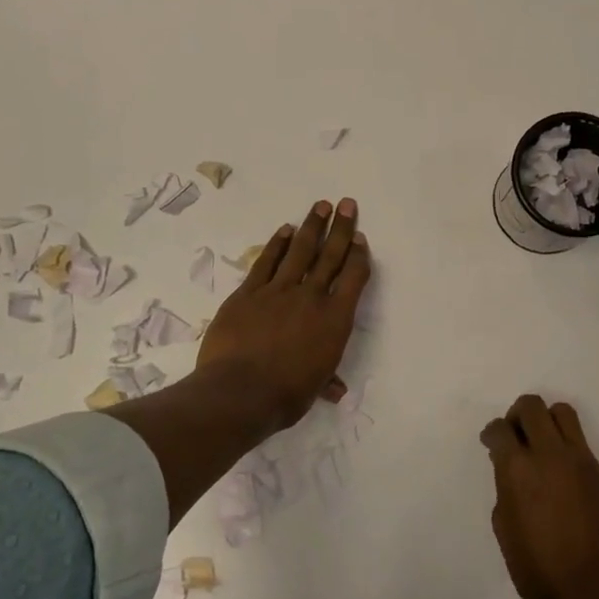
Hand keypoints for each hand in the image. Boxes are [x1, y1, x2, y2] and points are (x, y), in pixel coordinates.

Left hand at [197, 199, 370, 435]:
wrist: (239, 391)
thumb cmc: (286, 395)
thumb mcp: (314, 388)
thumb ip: (326, 380)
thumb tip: (337, 391)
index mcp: (334, 320)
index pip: (353, 278)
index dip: (357, 255)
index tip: (359, 237)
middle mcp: (310, 297)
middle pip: (329, 256)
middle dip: (340, 228)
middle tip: (346, 204)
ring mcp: (278, 290)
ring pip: (299, 251)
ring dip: (312, 226)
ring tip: (320, 206)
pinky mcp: (248, 292)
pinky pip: (266, 262)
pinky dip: (277, 244)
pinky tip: (285, 230)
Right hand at [482, 395, 598, 598]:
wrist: (588, 591)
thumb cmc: (535, 566)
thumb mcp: (503, 523)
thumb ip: (505, 484)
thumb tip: (509, 465)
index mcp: (518, 468)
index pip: (501, 428)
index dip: (493, 433)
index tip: (492, 443)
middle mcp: (550, 454)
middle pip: (532, 407)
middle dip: (518, 416)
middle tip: (515, 437)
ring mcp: (581, 461)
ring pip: (563, 413)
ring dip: (547, 421)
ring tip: (541, 445)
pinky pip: (581, 444)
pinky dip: (567, 448)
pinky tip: (562, 476)